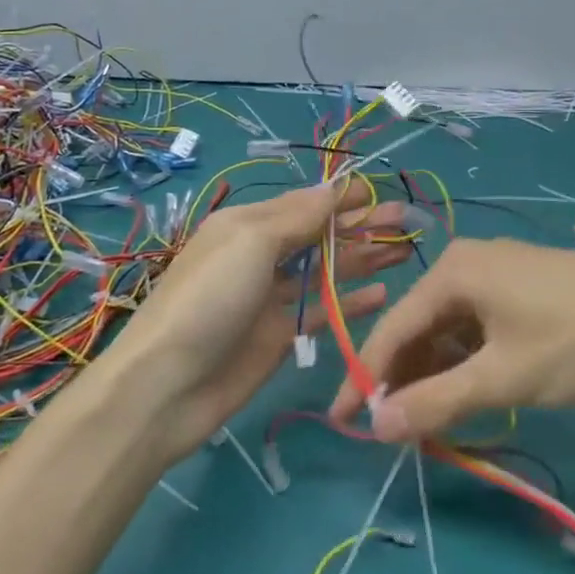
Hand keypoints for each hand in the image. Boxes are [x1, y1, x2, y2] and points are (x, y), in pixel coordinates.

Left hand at [103, 177, 410, 459]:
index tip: (380, 193)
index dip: (342, 198)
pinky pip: (322, 311)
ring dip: (362, 259)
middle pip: (319, 235)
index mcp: (248, 225)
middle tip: (406, 220)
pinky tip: (383, 293)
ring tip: (404, 250)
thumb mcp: (250, 242)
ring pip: (326, 271)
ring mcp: (271, 298)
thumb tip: (334, 187)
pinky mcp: (280, 336)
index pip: (304, 203)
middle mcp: (261, 256)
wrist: (167, 386)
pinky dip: (350, 301)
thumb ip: (297, 217)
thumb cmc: (209, 298)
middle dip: (360, 226)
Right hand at [329, 238, 574, 441]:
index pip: (393, 328)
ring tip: (425, 421)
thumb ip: (435, 402)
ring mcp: (498, 273)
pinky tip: (465, 392)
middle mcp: (468, 262)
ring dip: (435, 373)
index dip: (365, 377)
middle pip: (419, 325)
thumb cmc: (573, 343)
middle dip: (402, 378)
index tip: (341, 421)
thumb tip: (376, 427)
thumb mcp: (501, 378)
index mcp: (453, 271)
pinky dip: (465, 360)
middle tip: (390, 430)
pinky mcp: (523, 288)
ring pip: (449, 327)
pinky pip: (477, 325)